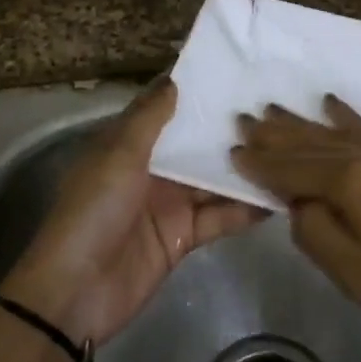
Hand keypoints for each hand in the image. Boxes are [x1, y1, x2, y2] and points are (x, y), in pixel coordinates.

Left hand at [3, 77, 264, 345]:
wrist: (75, 292)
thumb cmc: (93, 211)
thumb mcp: (119, 156)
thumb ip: (150, 118)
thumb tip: (177, 79)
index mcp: (128, 142)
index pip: (165, 107)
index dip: (193, 89)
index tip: (232, 69)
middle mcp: (152, 167)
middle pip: (194, 142)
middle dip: (226, 127)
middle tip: (273, 106)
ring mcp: (169, 202)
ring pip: (212, 178)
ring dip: (242, 167)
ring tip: (285, 146)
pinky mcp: (184, 236)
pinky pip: (219, 216)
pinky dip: (244, 209)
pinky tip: (278, 196)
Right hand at [231, 95, 360, 343]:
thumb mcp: (360, 276)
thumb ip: (318, 236)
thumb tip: (297, 206)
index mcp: (348, 183)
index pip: (291, 169)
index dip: (260, 164)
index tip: (232, 150)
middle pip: (309, 140)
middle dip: (274, 133)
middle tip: (243, 117)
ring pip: (334, 130)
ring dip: (301, 120)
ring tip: (273, 107)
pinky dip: (345, 116)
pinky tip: (333, 104)